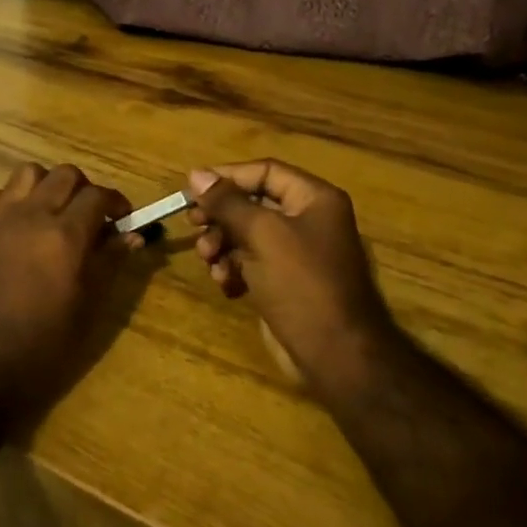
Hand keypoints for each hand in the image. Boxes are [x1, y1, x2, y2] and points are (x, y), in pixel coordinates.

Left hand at [0, 163, 137, 431]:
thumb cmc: (42, 347)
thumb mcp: (87, 308)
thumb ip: (109, 264)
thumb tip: (132, 235)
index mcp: (65, 236)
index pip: (98, 196)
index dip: (116, 202)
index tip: (123, 219)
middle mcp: (32, 216)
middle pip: (65, 174)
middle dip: (85, 189)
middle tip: (91, 217)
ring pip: (28, 173)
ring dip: (48, 185)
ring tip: (54, 213)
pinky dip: (12, 200)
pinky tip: (18, 226)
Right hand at [186, 160, 395, 388]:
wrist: (334, 354)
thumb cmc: (301, 283)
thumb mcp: (261, 234)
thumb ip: (227, 202)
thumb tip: (196, 174)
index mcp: (314, 199)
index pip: (265, 171)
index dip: (228, 176)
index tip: (192, 189)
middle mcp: (308, 220)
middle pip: (253, 203)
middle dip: (221, 216)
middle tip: (194, 225)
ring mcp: (297, 254)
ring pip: (247, 235)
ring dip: (222, 244)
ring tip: (209, 261)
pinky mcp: (285, 283)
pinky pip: (251, 263)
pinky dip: (233, 268)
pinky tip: (224, 283)